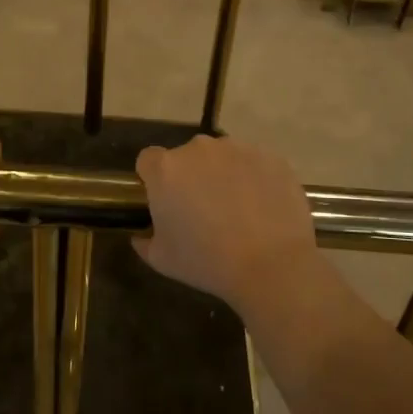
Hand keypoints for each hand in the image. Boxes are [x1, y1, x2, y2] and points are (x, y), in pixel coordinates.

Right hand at [133, 135, 318, 315]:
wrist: (272, 264)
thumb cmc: (208, 261)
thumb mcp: (163, 260)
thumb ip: (145, 241)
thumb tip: (141, 236)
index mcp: (167, 169)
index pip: (148, 160)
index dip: (153, 179)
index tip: (165, 201)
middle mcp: (200, 149)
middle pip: (187, 156)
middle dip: (191, 176)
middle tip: (203, 210)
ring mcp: (238, 149)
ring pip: (223, 157)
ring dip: (223, 175)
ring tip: (238, 210)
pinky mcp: (271, 157)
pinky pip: (254, 164)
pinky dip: (254, 179)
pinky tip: (263, 208)